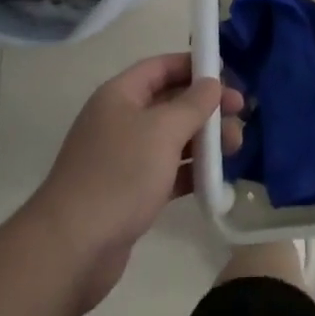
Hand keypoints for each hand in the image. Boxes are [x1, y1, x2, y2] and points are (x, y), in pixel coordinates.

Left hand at [24, 54, 243, 312]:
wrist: (72, 249)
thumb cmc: (119, 175)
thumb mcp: (162, 131)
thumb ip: (192, 103)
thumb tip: (212, 83)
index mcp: (121, 94)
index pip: (162, 66)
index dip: (195, 66)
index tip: (229, 77)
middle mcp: (120, 119)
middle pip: (170, 102)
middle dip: (206, 107)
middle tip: (242, 116)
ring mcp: (124, 157)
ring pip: (172, 138)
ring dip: (204, 139)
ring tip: (236, 148)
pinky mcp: (130, 192)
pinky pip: (168, 170)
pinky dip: (191, 171)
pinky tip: (217, 179)